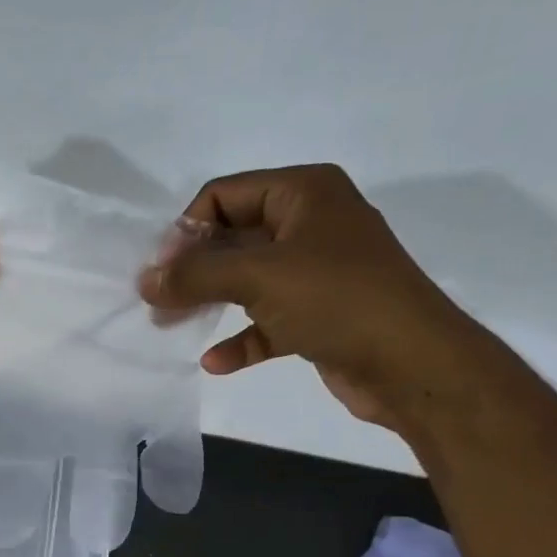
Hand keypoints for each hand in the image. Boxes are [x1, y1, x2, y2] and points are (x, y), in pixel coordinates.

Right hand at [138, 164, 482, 426]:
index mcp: (304, 193)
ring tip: (170, 326)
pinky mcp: (319, 315)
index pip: (225, 194)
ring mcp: (316, 272)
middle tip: (156, 301)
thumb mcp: (258, 277)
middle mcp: (310, 224)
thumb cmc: (337, 299)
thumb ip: (195, 275)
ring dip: (209, 302)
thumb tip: (144, 280)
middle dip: (192, 269)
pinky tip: (215, 362)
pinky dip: (241, 339)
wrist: (412, 363)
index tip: (161, 270)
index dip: (187, 229)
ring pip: (247, 280)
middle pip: (232, 238)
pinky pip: (267, 321)